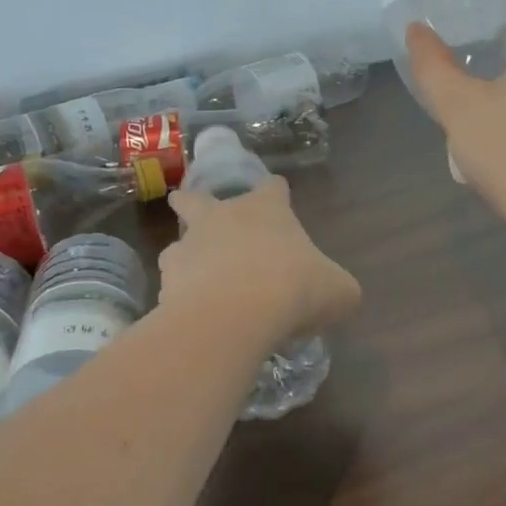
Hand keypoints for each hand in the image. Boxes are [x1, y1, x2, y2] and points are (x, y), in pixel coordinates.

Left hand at [162, 177, 360, 342]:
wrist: (235, 315)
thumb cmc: (294, 288)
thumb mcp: (338, 290)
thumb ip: (336, 286)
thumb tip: (336, 292)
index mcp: (266, 209)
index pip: (273, 188)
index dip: (277, 193)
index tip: (278, 198)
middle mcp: (223, 217)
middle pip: (197, 198)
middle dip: (193, 202)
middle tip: (193, 210)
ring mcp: (189, 247)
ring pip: (178, 245)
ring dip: (186, 258)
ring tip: (199, 283)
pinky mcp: (167, 281)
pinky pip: (172, 286)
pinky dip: (180, 298)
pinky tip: (194, 317)